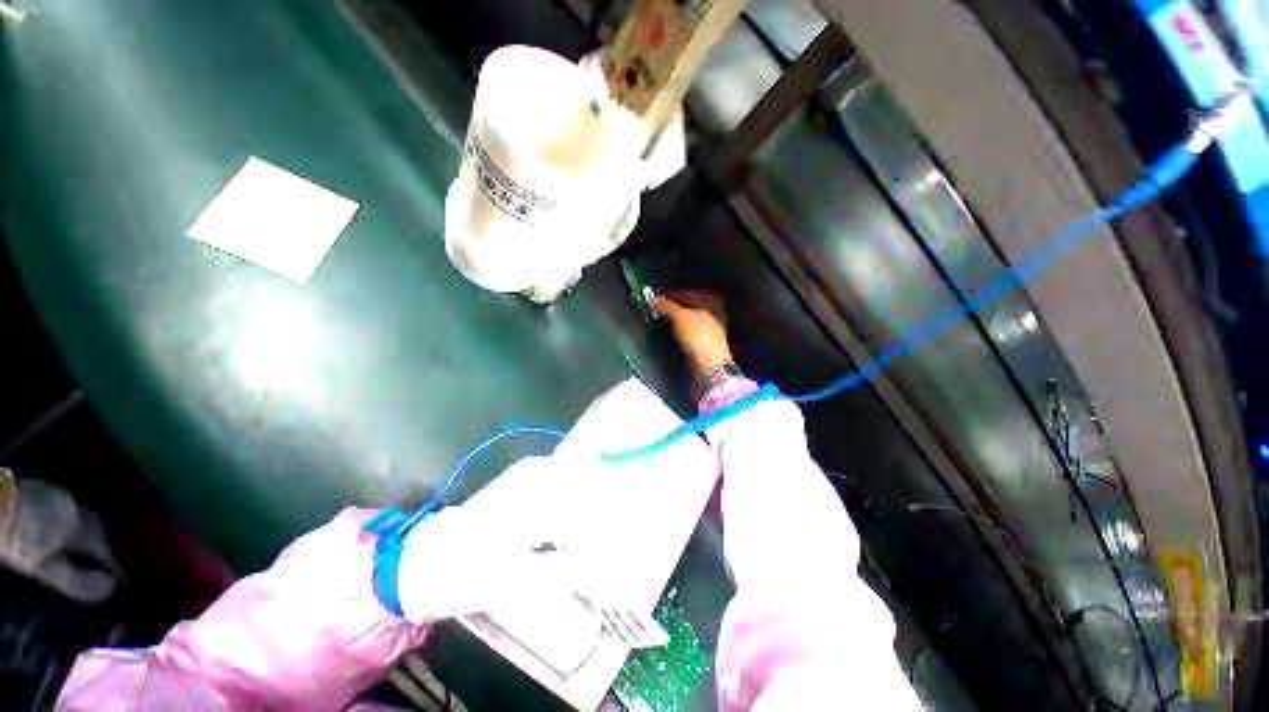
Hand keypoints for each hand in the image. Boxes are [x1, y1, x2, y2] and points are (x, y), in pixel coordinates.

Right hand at [650, 291, 734, 377]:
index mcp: (710, 303)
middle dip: (672, 307)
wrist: (710, 367)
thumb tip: (652, 298)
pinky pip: (687, 332)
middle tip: (655, 309)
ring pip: (687, 320)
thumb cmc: (700, 337)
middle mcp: (712, 314)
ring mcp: (709, 330)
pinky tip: (670, 334)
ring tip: (660, 321)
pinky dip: (678, 331)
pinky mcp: (704, 344)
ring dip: (674, 320)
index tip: (655, 298)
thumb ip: (666, 306)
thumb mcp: (680, 317)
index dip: (670, 294)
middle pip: (687, 306)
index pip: (687, 293)